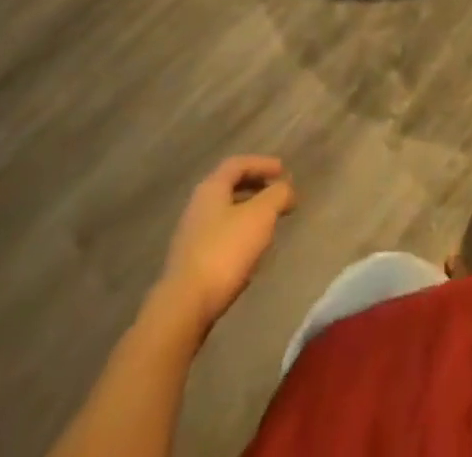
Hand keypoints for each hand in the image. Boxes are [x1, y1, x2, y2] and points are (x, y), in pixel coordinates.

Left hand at [157, 156, 296, 329]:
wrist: (185, 307)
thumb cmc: (225, 252)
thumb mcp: (260, 216)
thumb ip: (277, 196)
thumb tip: (287, 189)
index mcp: (211, 188)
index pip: (238, 164)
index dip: (262, 164)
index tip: (284, 171)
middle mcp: (197, 206)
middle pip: (230, 187)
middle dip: (256, 187)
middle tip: (278, 194)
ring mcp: (191, 235)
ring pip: (225, 212)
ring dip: (249, 212)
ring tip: (269, 223)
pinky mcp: (191, 262)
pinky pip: (220, 236)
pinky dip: (239, 234)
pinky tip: (250, 251)